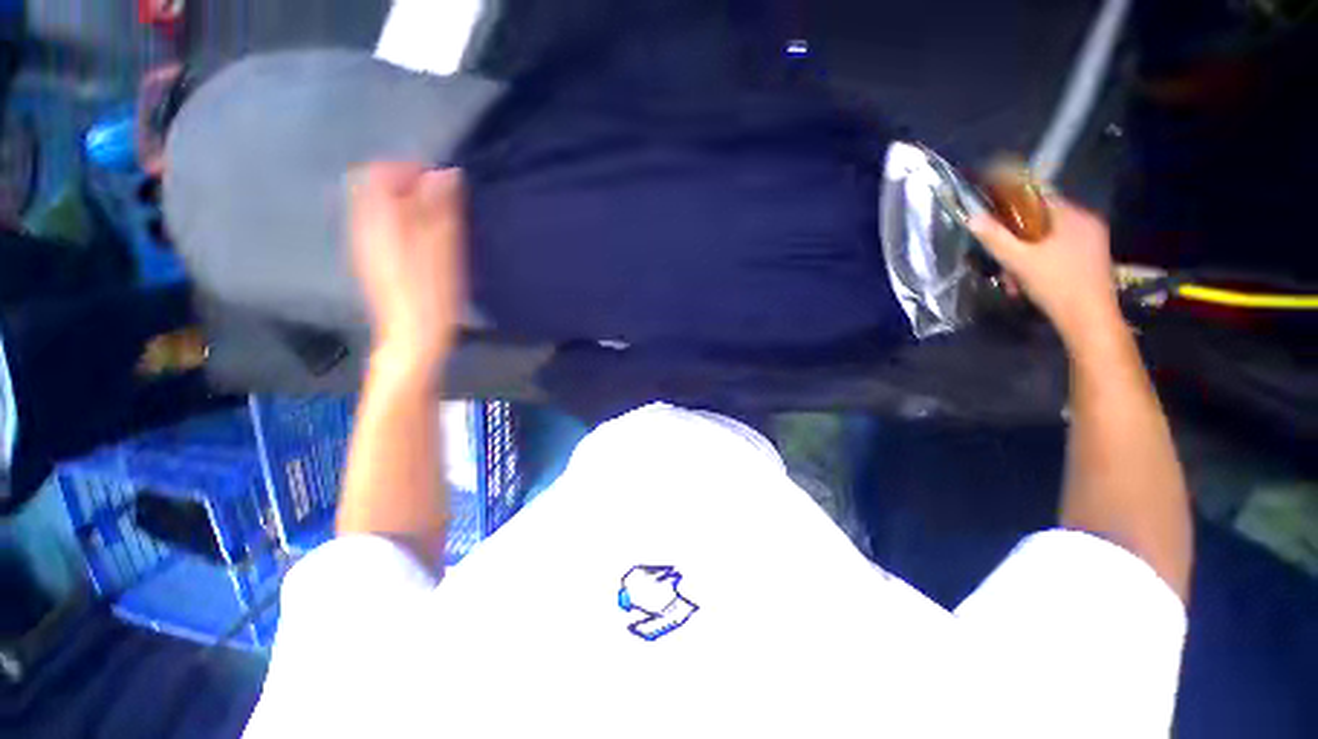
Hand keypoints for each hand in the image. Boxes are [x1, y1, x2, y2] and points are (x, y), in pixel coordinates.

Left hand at [349, 163, 465, 370]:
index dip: (409, 169)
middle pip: (375, 187)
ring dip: (407, 203)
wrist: (412, 338)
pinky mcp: (375, 261)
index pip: (379, 173)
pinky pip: (383, 226)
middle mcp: (364, 227)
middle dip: (408, 185)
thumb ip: (440, 211)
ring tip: (439, 220)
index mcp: (378, 221)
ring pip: (379, 207)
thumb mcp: (443, 251)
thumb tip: (445, 173)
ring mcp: (366, 245)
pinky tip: (425, 240)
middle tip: (443, 201)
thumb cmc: (431, 295)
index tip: (441, 182)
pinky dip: (404, 221)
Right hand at [968, 198, 1122, 347]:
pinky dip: (1040, 263)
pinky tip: (1028, 282)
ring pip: (1048, 239)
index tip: (994, 220)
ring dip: (1025, 256)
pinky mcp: (1091, 259)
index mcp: (1073, 217)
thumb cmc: (1055, 285)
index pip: (1038, 198)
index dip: (1012, 206)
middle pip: (1041, 222)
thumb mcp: (1017, 260)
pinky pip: (1059, 251)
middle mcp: (1086, 223)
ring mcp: (1092, 242)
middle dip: (1017, 241)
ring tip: (1013, 279)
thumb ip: (995, 237)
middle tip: (1002, 261)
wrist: (1088, 319)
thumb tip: (973, 217)